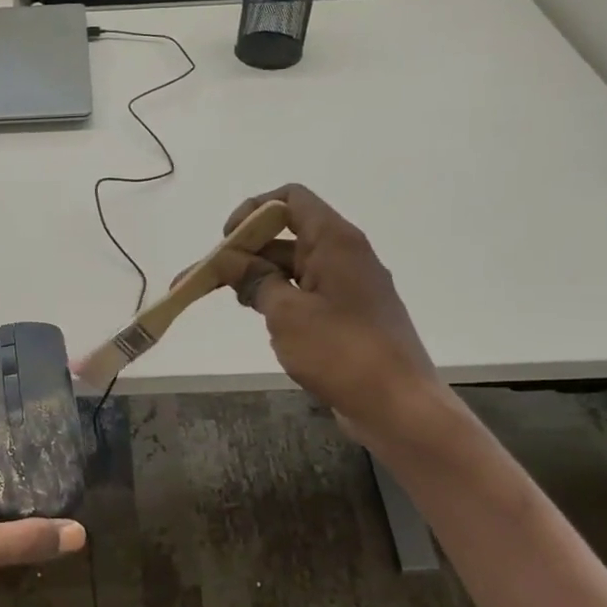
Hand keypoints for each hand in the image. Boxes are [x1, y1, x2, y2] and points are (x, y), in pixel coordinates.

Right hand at [210, 185, 448, 447]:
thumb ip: (255, 280)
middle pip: (286, 234)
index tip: (227, 241)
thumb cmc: (341, 351)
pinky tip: (261, 320)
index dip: (253, 211)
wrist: (399, 407)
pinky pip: (306, 293)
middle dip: (245, 251)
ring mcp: (348, 287)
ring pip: (293, 267)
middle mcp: (344, 255)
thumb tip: (230, 261)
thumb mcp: (286, 313)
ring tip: (227, 300)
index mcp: (335, 241)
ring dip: (259, 277)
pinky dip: (280, 298)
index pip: (290, 199)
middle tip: (207, 278)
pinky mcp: (348, 316)